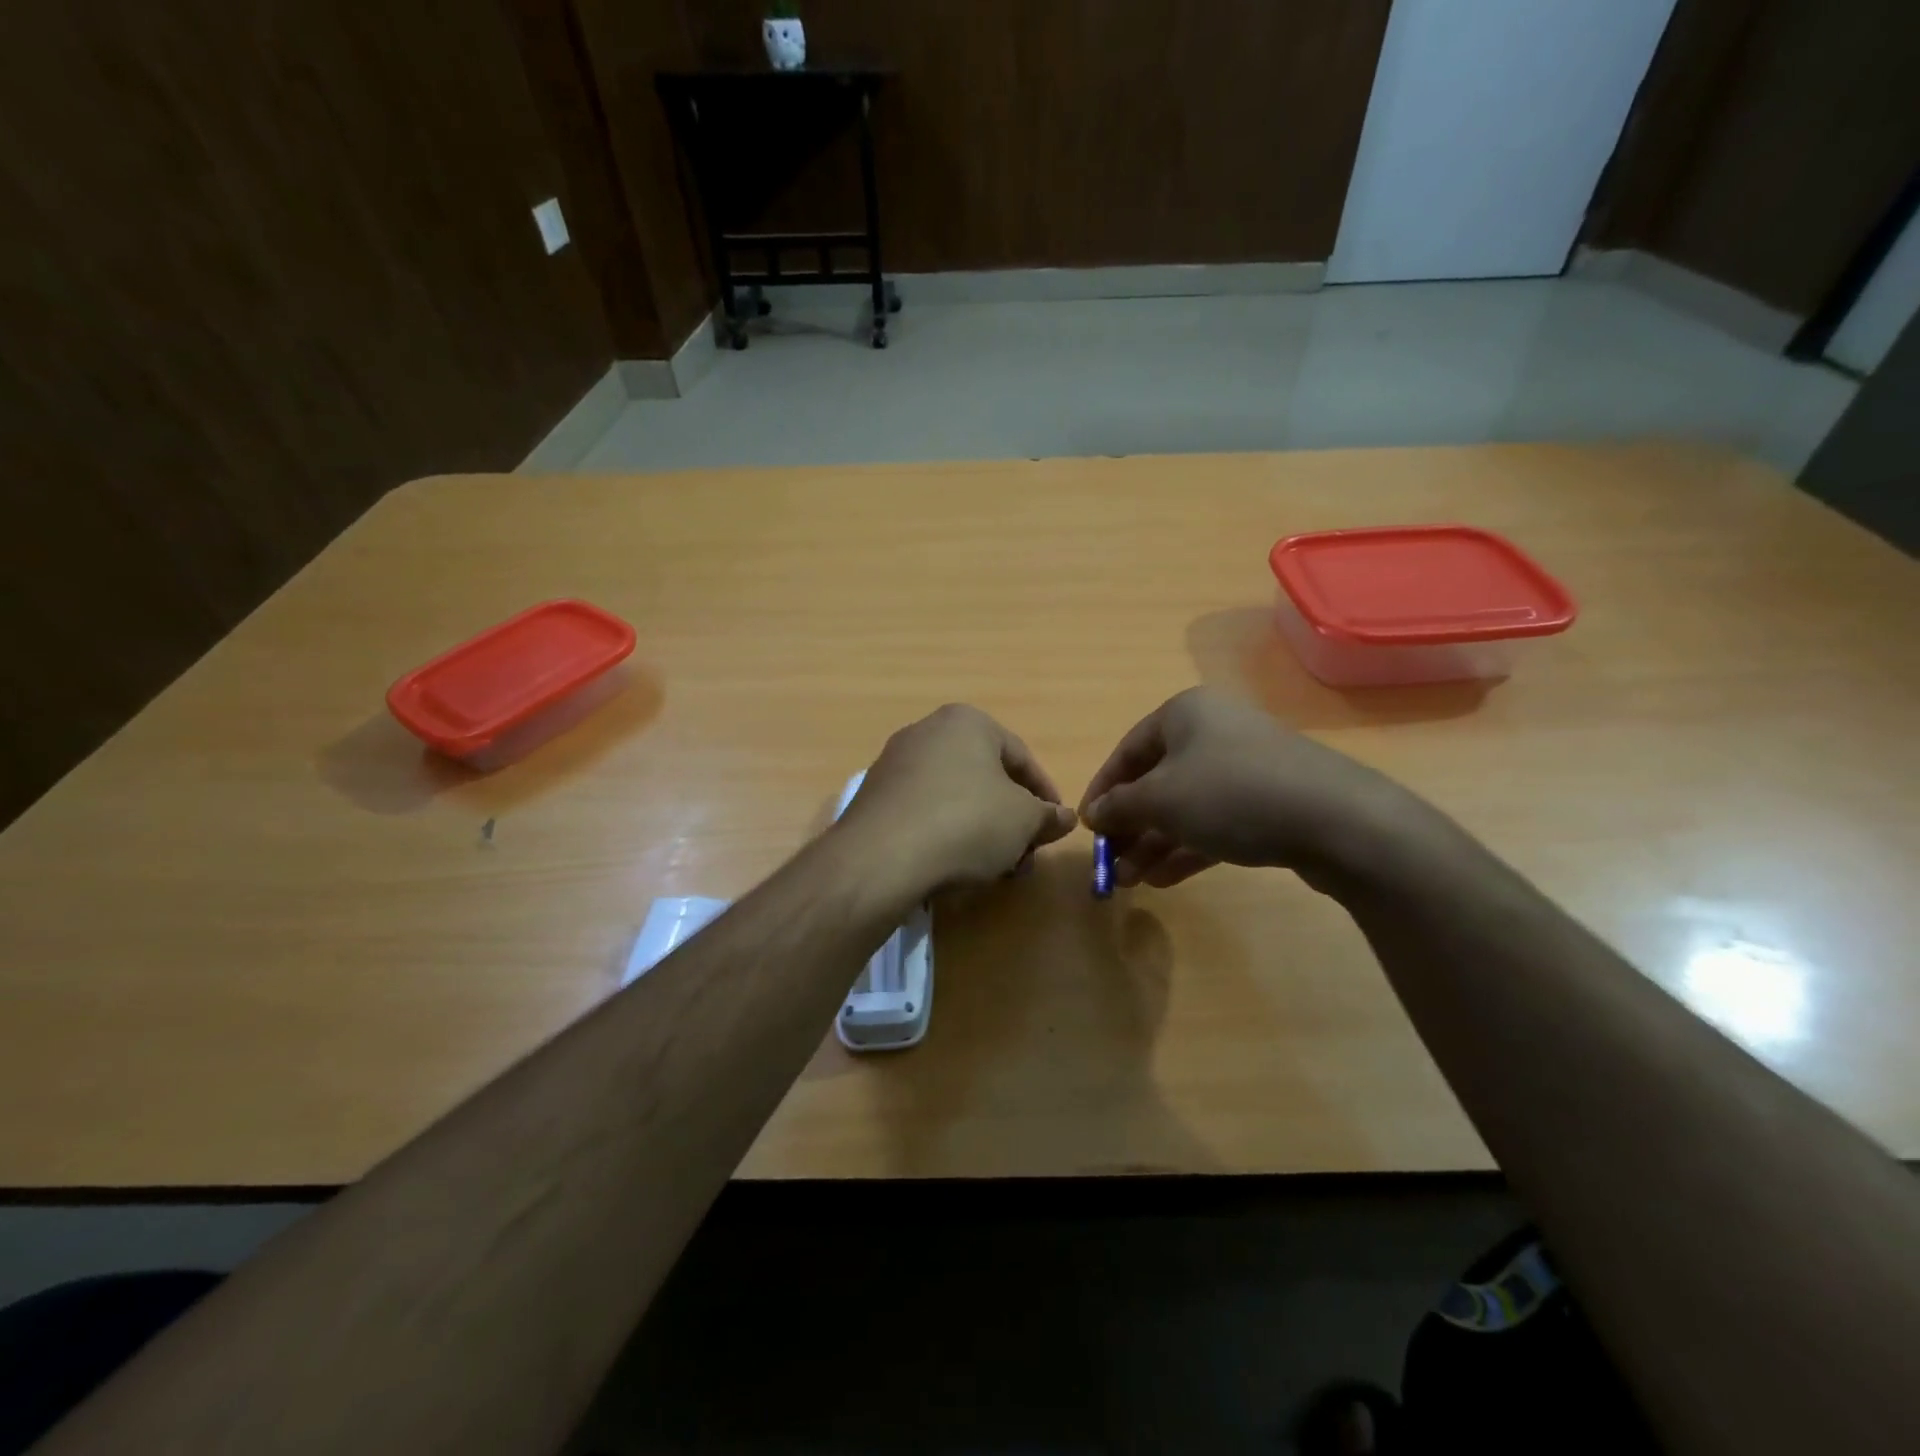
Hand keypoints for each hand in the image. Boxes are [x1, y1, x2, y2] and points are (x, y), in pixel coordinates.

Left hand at [837, 704, 1077, 893]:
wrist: (881, 857)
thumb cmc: (966, 822)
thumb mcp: (1024, 821)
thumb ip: (1048, 816)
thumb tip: (1064, 818)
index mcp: (966, 721)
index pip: (1021, 757)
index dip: (1044, 795)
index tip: (1054, 826)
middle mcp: (926, 731)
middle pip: (985, 777)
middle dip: (1010, 818)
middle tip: (1023, 854)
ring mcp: (894, 763)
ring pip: (954, 796)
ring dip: (980, 829)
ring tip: (991, 867)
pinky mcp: (873, 797)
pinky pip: (923, 811)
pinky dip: (944, 833)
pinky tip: (952, 865)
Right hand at [1079, 687, 1436, 892]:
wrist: (1337, 819)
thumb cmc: (1231, 793)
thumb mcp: (1161, 799)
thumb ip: (1120, 806)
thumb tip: (1094, 814)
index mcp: (1185, 714)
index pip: (1128, 750)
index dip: (1102, 789)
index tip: (1087, 827)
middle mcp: (1214, 732)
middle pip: (1157, 781)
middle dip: (1131, 825)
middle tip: (1110, 863)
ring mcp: (1245, 767)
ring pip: (1186, 806)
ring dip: (1155, 843)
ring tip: (1132, 881)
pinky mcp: (1270, 802)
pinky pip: (1216, 822)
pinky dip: (1188, 847)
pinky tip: (1165, 879)